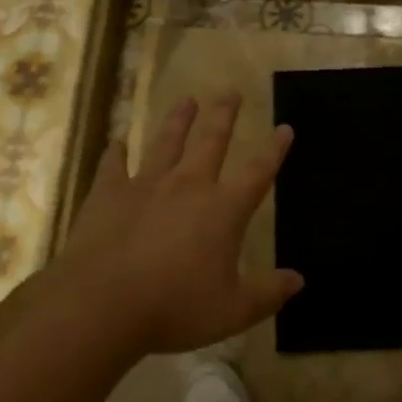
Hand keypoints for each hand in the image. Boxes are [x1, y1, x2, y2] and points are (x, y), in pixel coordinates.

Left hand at [58, 93, 299, 356]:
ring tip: (187, 99)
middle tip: (230, 90)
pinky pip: (113, 165)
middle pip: (211, 140)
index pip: (257, 171)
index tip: (284, 127)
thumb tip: (299, 280)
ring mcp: (146, 185)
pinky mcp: (108, 194)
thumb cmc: (175, 307)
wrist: (102, 303)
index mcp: (223, 209)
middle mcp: (188, 185)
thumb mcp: (232, 311)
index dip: (274, 149)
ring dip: (178, 120)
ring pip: (166, 142)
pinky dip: (115, 152)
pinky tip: (117, 141)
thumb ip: (267, 294)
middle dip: (224, 114)